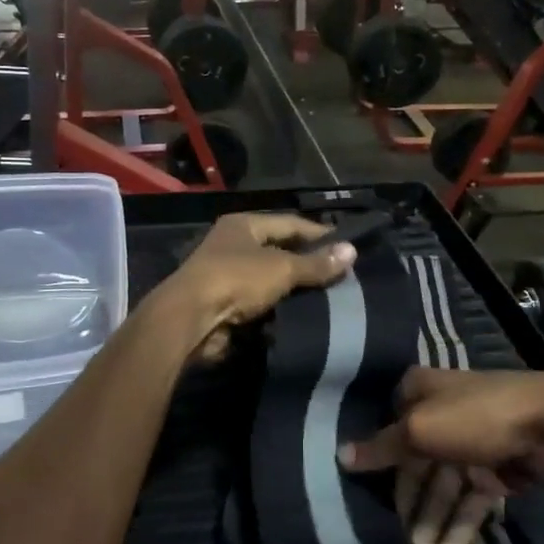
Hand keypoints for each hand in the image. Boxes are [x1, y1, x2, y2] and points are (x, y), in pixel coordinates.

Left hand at [164, 213, 355, 361]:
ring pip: (272, 280)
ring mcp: (228, 276)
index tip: (348, 249)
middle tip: (343, 276)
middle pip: (280, 251)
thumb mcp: (282, 268)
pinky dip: (280, 309)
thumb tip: (352, 252)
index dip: (319, 234)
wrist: (191, 320)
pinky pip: (262, 303)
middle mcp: (234, 245)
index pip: (290, 223)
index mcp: (244, 225)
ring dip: (295, 289)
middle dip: (309, 264)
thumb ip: (316, 263)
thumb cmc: (236, 280)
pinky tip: (305, 316)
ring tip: (332, 298)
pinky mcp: (226, 305)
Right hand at [338, 368, 543, 543]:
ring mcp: (471, 444)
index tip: (367, 501)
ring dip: (435, 526)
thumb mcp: (420, 429)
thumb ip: (382, 447)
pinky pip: (471, 502)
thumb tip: (340, 455)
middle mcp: (441, 415)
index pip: (389, 432)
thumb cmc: (476, 417)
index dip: (380, 467)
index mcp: (419, 393)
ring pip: (444, 489)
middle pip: (416, 466)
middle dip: (411, 508)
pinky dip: (460, 529)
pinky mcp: (497, 470)